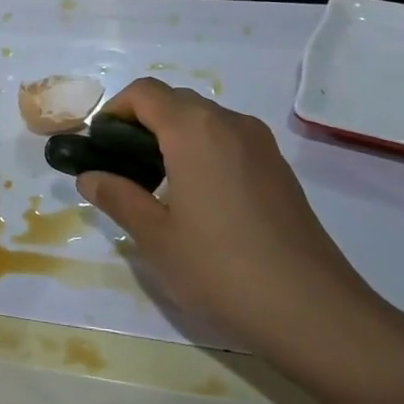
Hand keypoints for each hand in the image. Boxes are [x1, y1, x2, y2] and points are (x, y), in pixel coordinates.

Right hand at [76, 78, 388, 373]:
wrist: (313, 311)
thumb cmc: (220, 268)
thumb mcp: (155, 236)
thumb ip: (117, 197)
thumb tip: (89, 177)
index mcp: (194, 129)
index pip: (144, 92)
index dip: (114, 111)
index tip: (99, 148)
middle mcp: (230, 123)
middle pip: (174, 101)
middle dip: (140, 123)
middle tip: (121, 169)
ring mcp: (261, 145)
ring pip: (204, 120)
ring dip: (171, 137)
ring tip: (155, 187)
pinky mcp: (279, 169)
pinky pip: (228, 141)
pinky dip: (201, 151)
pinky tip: (197, 200)